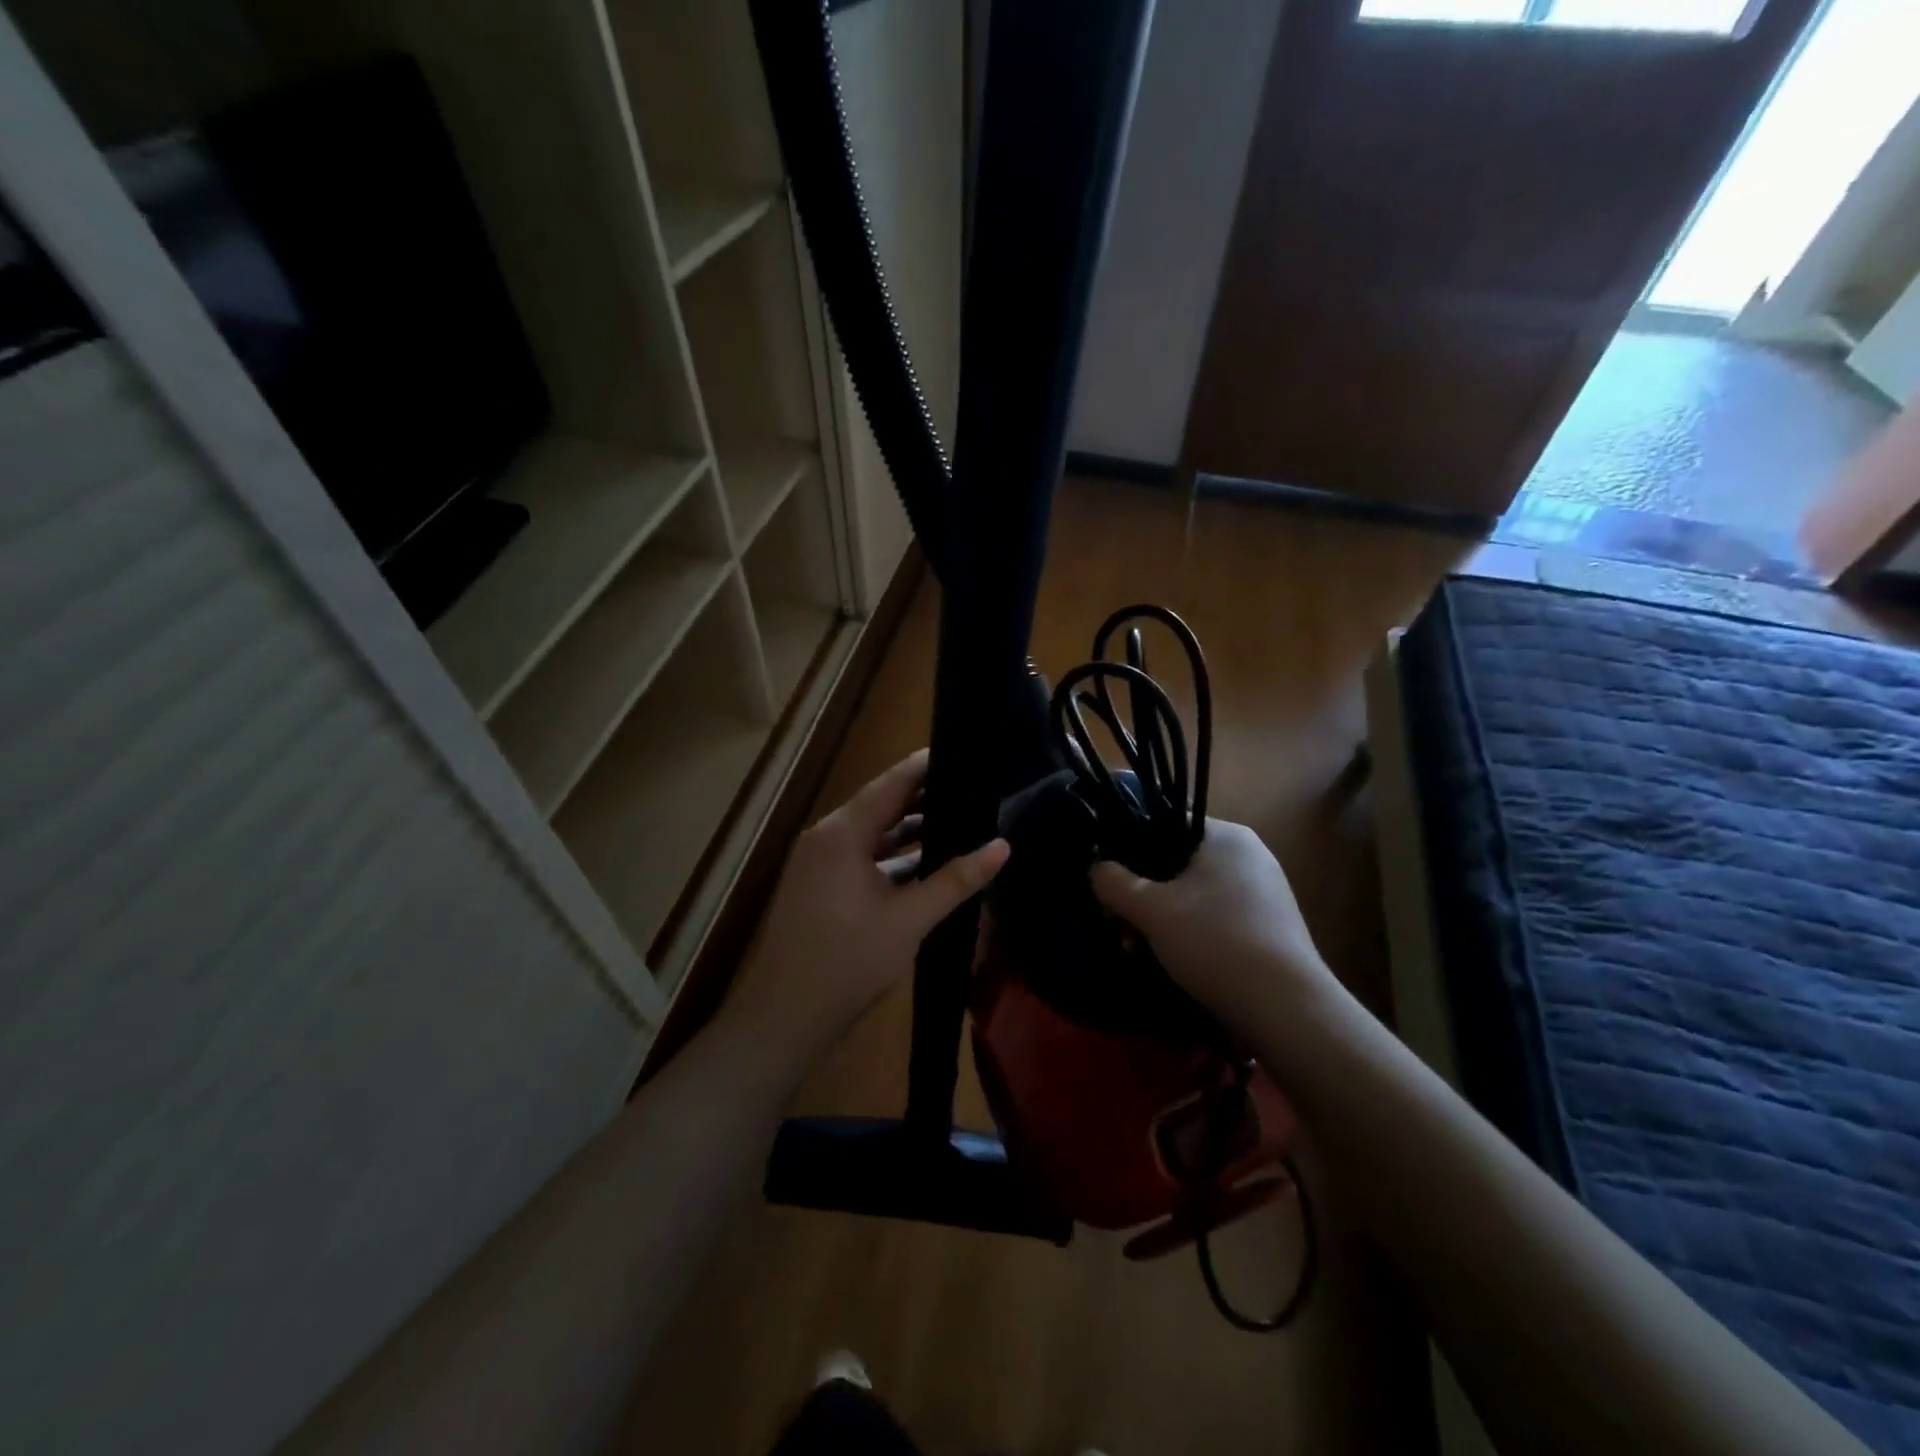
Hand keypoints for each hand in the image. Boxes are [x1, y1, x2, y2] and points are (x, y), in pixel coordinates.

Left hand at [726, 750, 1010, 1053]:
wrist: (783, 1017)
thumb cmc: (848, 962)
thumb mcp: (909, 920)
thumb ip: (956, 880)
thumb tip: (1003, 847)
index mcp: (842, 833)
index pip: (892, 783)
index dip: (927, 766)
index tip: (964, 752)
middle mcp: (826, 837)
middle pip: (881, 804)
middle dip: (924, 797)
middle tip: (971, 788)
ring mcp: (818, 862)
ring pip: (871, 833)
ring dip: (909, 829)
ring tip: (958, 821)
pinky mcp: (818, 885)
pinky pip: (860, 856)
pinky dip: (891, 855)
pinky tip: (924, 863)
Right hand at [1090, 818, 1335, 1032]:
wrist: (1286, 1009)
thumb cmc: (1214, 942)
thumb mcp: (1151, 910)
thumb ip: (1114, 883)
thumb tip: (1096, 869)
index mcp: (1227, 836)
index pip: (1166, 823)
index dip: (1131, 848)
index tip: (1110, 880)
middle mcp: (1250, 856)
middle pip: (1177, 864)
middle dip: (1143, 894)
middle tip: (1118, 922)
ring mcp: (1264, 893)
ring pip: (1195, 896)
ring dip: (1161, 919)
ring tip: (1137, 949)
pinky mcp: (1270, 929)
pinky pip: (1217, 919)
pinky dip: (1190, 935)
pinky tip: (1171, 962)